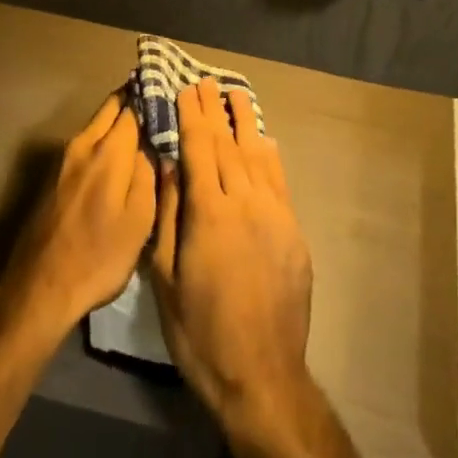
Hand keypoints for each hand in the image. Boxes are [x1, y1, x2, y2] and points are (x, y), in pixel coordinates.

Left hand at [0, 90, 157, 340]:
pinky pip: (87, 141)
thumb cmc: (98, 257)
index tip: (174, 94)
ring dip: (118, 117)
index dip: (154, 97)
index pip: (135, 106)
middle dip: (134, 98)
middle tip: (161, 102)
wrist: (40, 287)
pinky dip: (104, 136)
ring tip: (145, 125)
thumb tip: (152, 144)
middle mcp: (85, 143)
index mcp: (109, 150)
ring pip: (97, 123)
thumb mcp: (139, 221)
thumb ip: (149, 174)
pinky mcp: (55, 175)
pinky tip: (119, 153)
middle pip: (112, 107)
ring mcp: (66, 158)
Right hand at [149, 78, 313, 423]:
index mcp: (209, 212)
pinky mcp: (293, 230)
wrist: (261, 375)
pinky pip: (279, 180)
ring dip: (245, 122)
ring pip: (257, 155)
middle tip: (206, 81)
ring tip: (236, 94)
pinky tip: (264, 139)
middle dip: (215, 111)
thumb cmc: (200, 331)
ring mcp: (274, 214)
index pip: (198, 149)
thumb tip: (168, 164)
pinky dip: (269, 154)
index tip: (185, 88)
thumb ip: (167, 215)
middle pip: (227, 144)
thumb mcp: (165, 278)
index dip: (191, 116)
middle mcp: (244, 202)